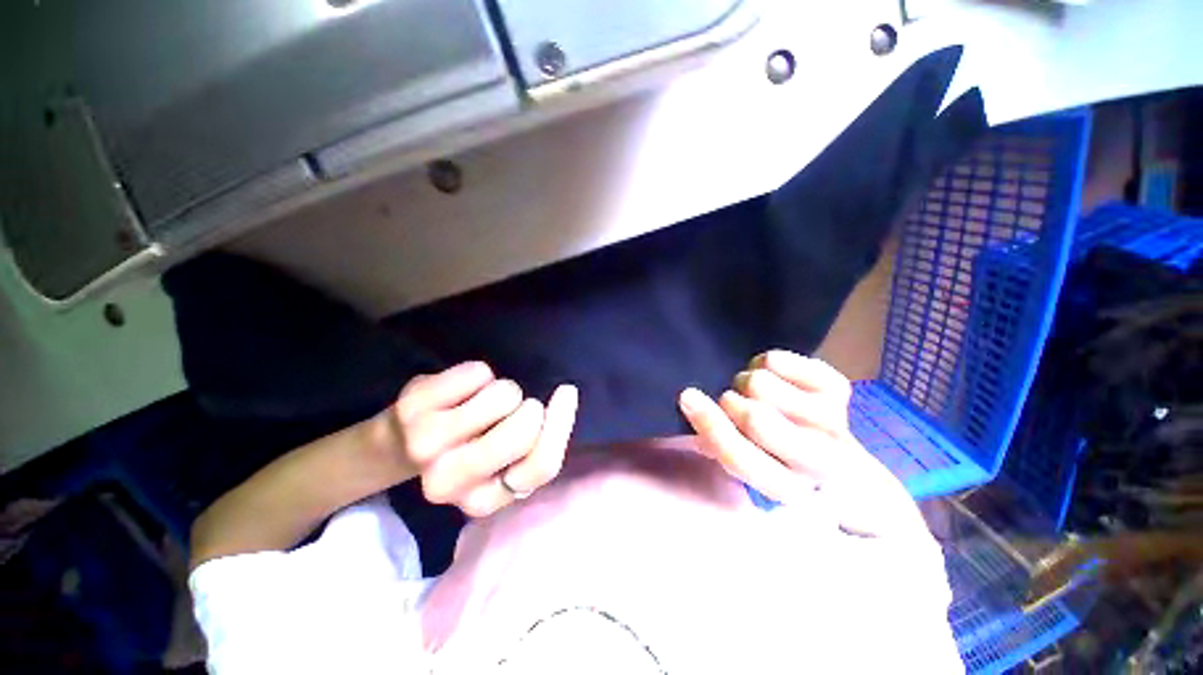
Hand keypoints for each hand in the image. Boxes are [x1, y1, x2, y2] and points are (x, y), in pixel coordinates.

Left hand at [386, 362, 577, 517]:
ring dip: (503, 390)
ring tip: (481, 403)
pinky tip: (460, 390)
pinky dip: (480, 374)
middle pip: (526, 428)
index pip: (542, 464)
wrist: (401, 442)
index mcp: (482, 501)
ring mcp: (427, 443)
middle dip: (529, 407)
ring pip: (504, 395)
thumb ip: (537, 447)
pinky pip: (479, 372)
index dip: (562, 423)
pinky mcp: (413, 406)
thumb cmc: (467, 450)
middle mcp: (449, 482)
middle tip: (512, 409)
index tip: (565, 392)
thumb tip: (565, 398)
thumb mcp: (506, 462)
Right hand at [678, 350, 923, 536]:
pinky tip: (777, 379)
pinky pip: (776, 361)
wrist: (834, 452)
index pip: (739, 458)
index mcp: (787, 489)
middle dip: (730, 403)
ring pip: (761, 384)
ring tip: (758, 394)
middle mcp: (817, 462)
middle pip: (754, 418)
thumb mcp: (744, 461)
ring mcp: (832, 421)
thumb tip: (691, 403)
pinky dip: (764, 363)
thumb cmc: (776, 456)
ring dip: (747, 383)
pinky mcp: (837, 388)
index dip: (709, 425)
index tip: (688, 397)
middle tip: (733, 403)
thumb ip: (716, 442)